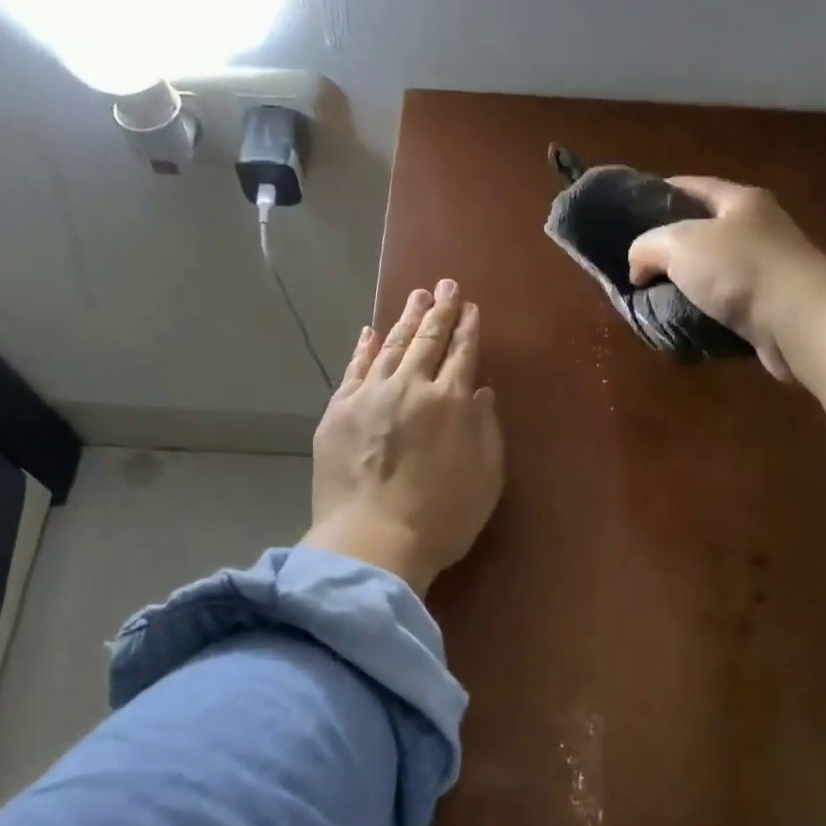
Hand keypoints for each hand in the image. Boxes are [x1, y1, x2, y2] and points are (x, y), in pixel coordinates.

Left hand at [302, 280, 504, 595]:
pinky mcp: (338, 411)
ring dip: (405, 320)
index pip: (462, 353)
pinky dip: (364, 349)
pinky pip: (354, 370)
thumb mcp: (486, 478)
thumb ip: (486, 429)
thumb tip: (481, 392)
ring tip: (416, 297)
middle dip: (439, 310)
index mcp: (451, 401)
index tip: (469, 307)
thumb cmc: (442, 518)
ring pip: (391, 347)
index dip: (467, 328)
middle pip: (427, 340)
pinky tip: (370, 333)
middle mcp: (411, 387)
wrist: (373, 539)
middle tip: (444, 285)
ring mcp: (370, 396)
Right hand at [626, 177, 825, 382]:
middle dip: (671, 248)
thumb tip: (638, 268)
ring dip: (686, 287)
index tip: (630, 209)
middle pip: (704, 232)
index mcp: (741, 202)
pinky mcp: (770, 308)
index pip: (694, 186)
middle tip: (637, 264)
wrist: (800, 321)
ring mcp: (767, 271)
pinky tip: (682, 325)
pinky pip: (726, 308)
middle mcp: (758, 230)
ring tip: (652, 300)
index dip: (661, 192)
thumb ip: (647, 247)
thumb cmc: (740, 269)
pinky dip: (703, 315)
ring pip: (714, 274)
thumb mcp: (679, 245)